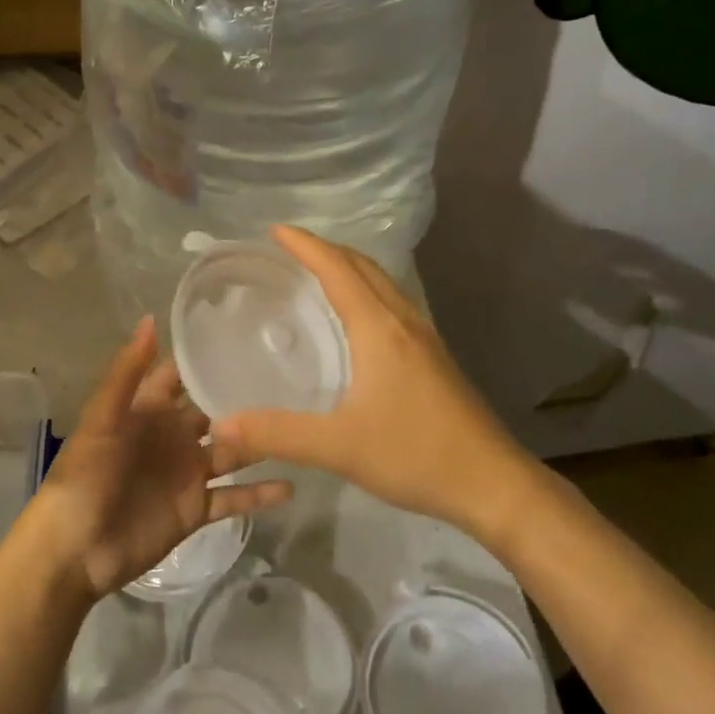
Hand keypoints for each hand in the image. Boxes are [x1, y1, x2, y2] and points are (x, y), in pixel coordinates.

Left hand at [37, 316, 292, 599]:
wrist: (76, 552)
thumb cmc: (85, 476)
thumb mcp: (103, 419)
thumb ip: (128, 372)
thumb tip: (152, 318)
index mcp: (149, 410)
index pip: (182, 374)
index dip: (208, 356)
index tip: (249, 333)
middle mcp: (173, 436)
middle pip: (215, 409)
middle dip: (245, 395)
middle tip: (294, 375)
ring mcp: (188, 474)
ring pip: (232, 451)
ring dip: (260, 440)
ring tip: (304, 423)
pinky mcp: (196, 510)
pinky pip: (234, 498)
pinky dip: (260, 494)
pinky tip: (293, 486)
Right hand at [211, 226, 533, 536]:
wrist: (494, 484)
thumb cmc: (416, 454)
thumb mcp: (339, 447)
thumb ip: (277, 433)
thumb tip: (220, 424)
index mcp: (380, 328)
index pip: (337, 269)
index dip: (305, 245)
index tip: (274, 230)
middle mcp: (403, 322)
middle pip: (364, 267)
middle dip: (326, 249)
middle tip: (289, 249)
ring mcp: (425, 339)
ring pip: (383, 284)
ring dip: (349, 268)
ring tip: (317, 273)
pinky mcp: (434, 359)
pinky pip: (393, 305)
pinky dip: (366, 293)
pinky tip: (355, 322)